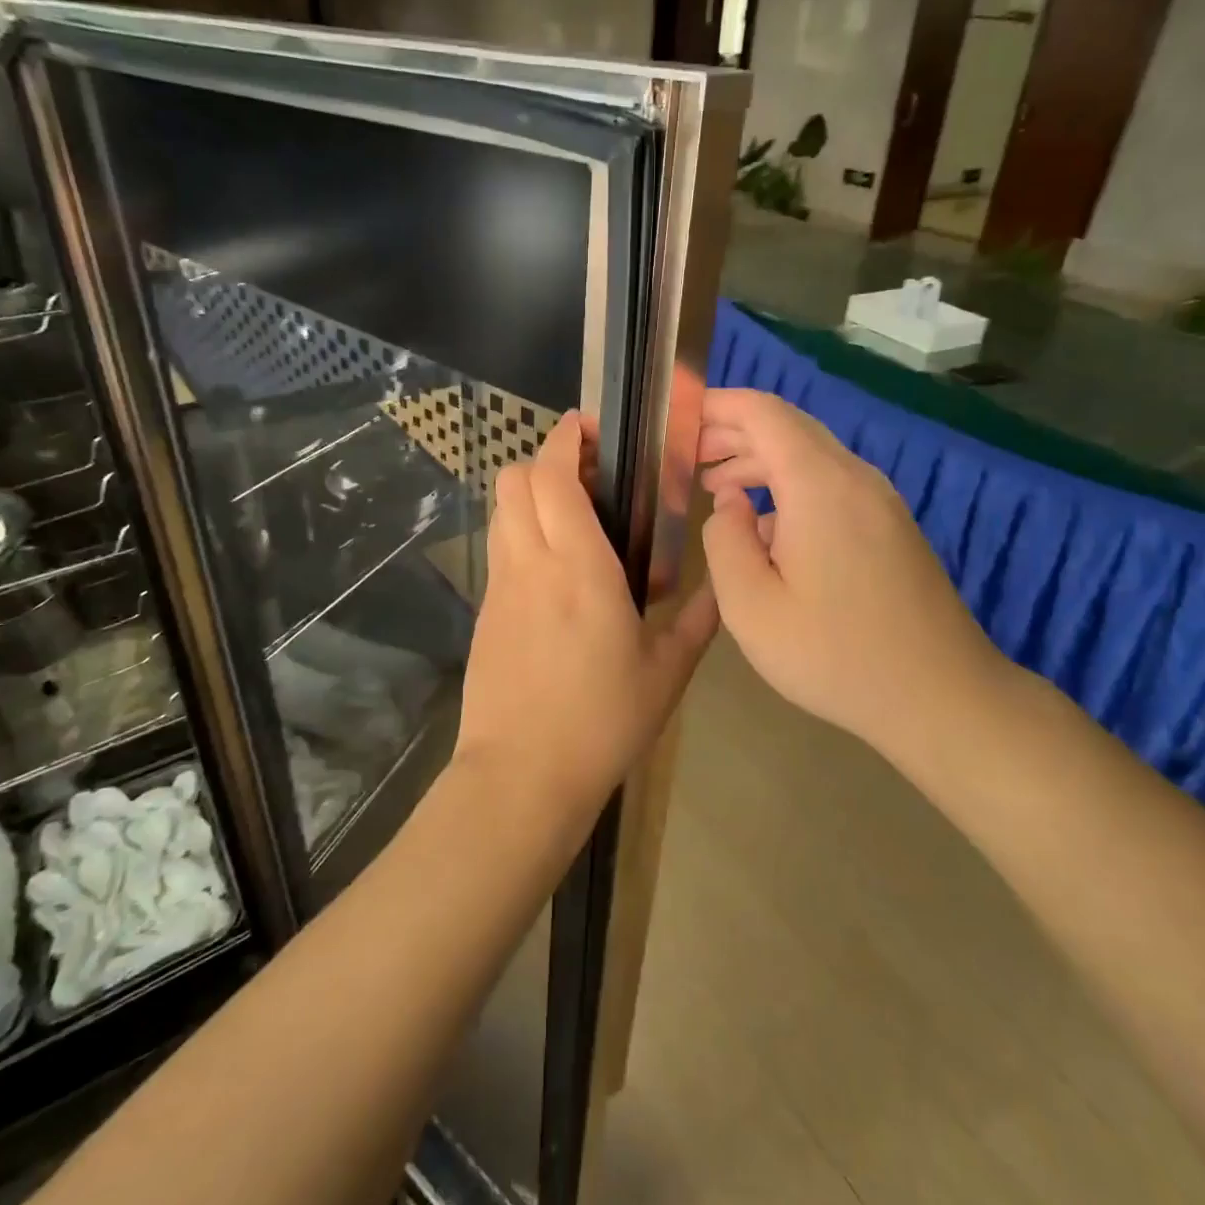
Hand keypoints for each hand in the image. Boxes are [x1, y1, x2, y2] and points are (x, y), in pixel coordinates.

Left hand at [456, 413, 717, 821]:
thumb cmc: (601, 721)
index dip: (565, 439)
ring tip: (575, 516)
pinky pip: (501, 549)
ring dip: (531, 494)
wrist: (520, 777)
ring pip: (502, 511)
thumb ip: (697, 620)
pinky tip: (557, 569)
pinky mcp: (486, 612)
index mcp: (579, 567)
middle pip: (514, 479)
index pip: (553, 476)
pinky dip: (523, 532)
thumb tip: (719, 586)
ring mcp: (500, 587)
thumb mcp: (667, 673)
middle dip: (546, 459)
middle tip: (590, 474)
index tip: (590, 428)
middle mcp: (531, 563)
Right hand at [697, 388, 1014, 754]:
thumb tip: (729, 503)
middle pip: (788, 428)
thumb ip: (724, 541)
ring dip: (760, 461)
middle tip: (687, 459)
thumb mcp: (751, 606)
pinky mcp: (890, 526)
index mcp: (819, 485)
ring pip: (810, 456)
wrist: (942, 697)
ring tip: (715, 486)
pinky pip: (831, 484)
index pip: (763, 412)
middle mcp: (855, 477)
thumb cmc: (835, 655)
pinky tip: (764, 525)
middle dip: (733, 433)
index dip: (718, 405)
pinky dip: (788, 486)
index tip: (678, 418)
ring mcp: (880, 501)